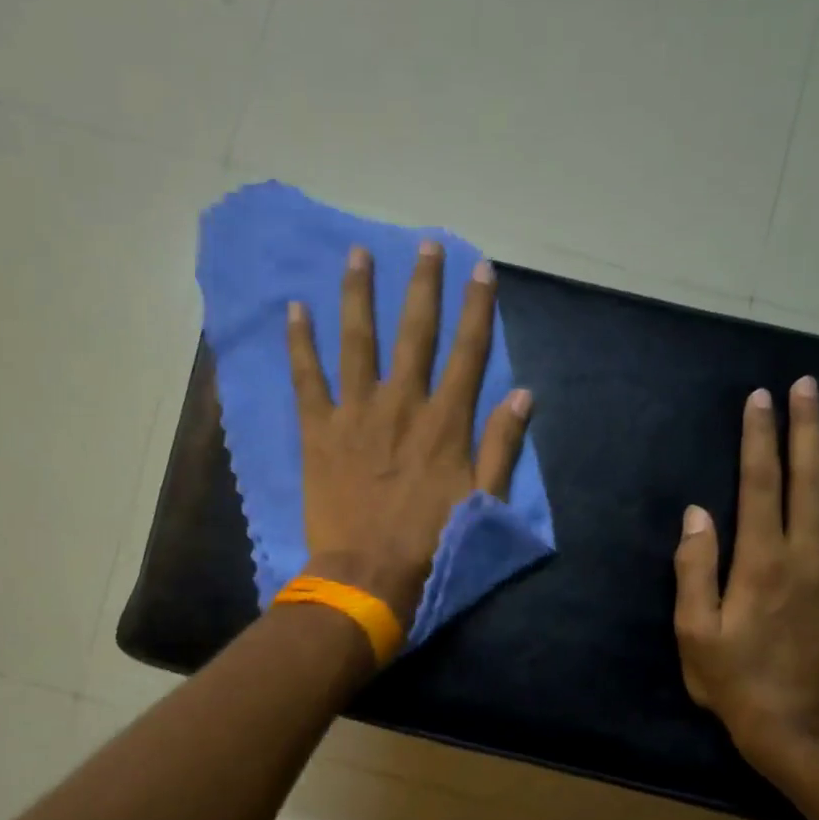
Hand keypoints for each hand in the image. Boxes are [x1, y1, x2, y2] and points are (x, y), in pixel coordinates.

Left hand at [288, 240, 532, 628]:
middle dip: (423, 284)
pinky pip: (307, 378)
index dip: (477, 306)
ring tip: (358, 254)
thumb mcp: (483, 500)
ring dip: (359, 295)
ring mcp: (356, 413)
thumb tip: (523, 393)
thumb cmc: (431, 543)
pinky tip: (295, 309)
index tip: (480, 268)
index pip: (468, 351)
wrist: (367, 575)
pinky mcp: (318, 431)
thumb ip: (502, 444)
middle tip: (424, 244)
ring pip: (357, 341)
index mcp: (445, 421)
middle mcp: (402, 403)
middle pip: (414, 332)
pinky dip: (300, 344)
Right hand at [673, 377, 818, 762]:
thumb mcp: (693, 631)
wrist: (798, 728)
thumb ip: (693, 569)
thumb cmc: (735, 679)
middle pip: (813, 477)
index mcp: (762, 562)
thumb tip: (697, 514)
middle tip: (806, 386)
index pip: (761, 483)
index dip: (759, 437)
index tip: (759, 399)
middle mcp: (811, 555)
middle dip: (807, 427)